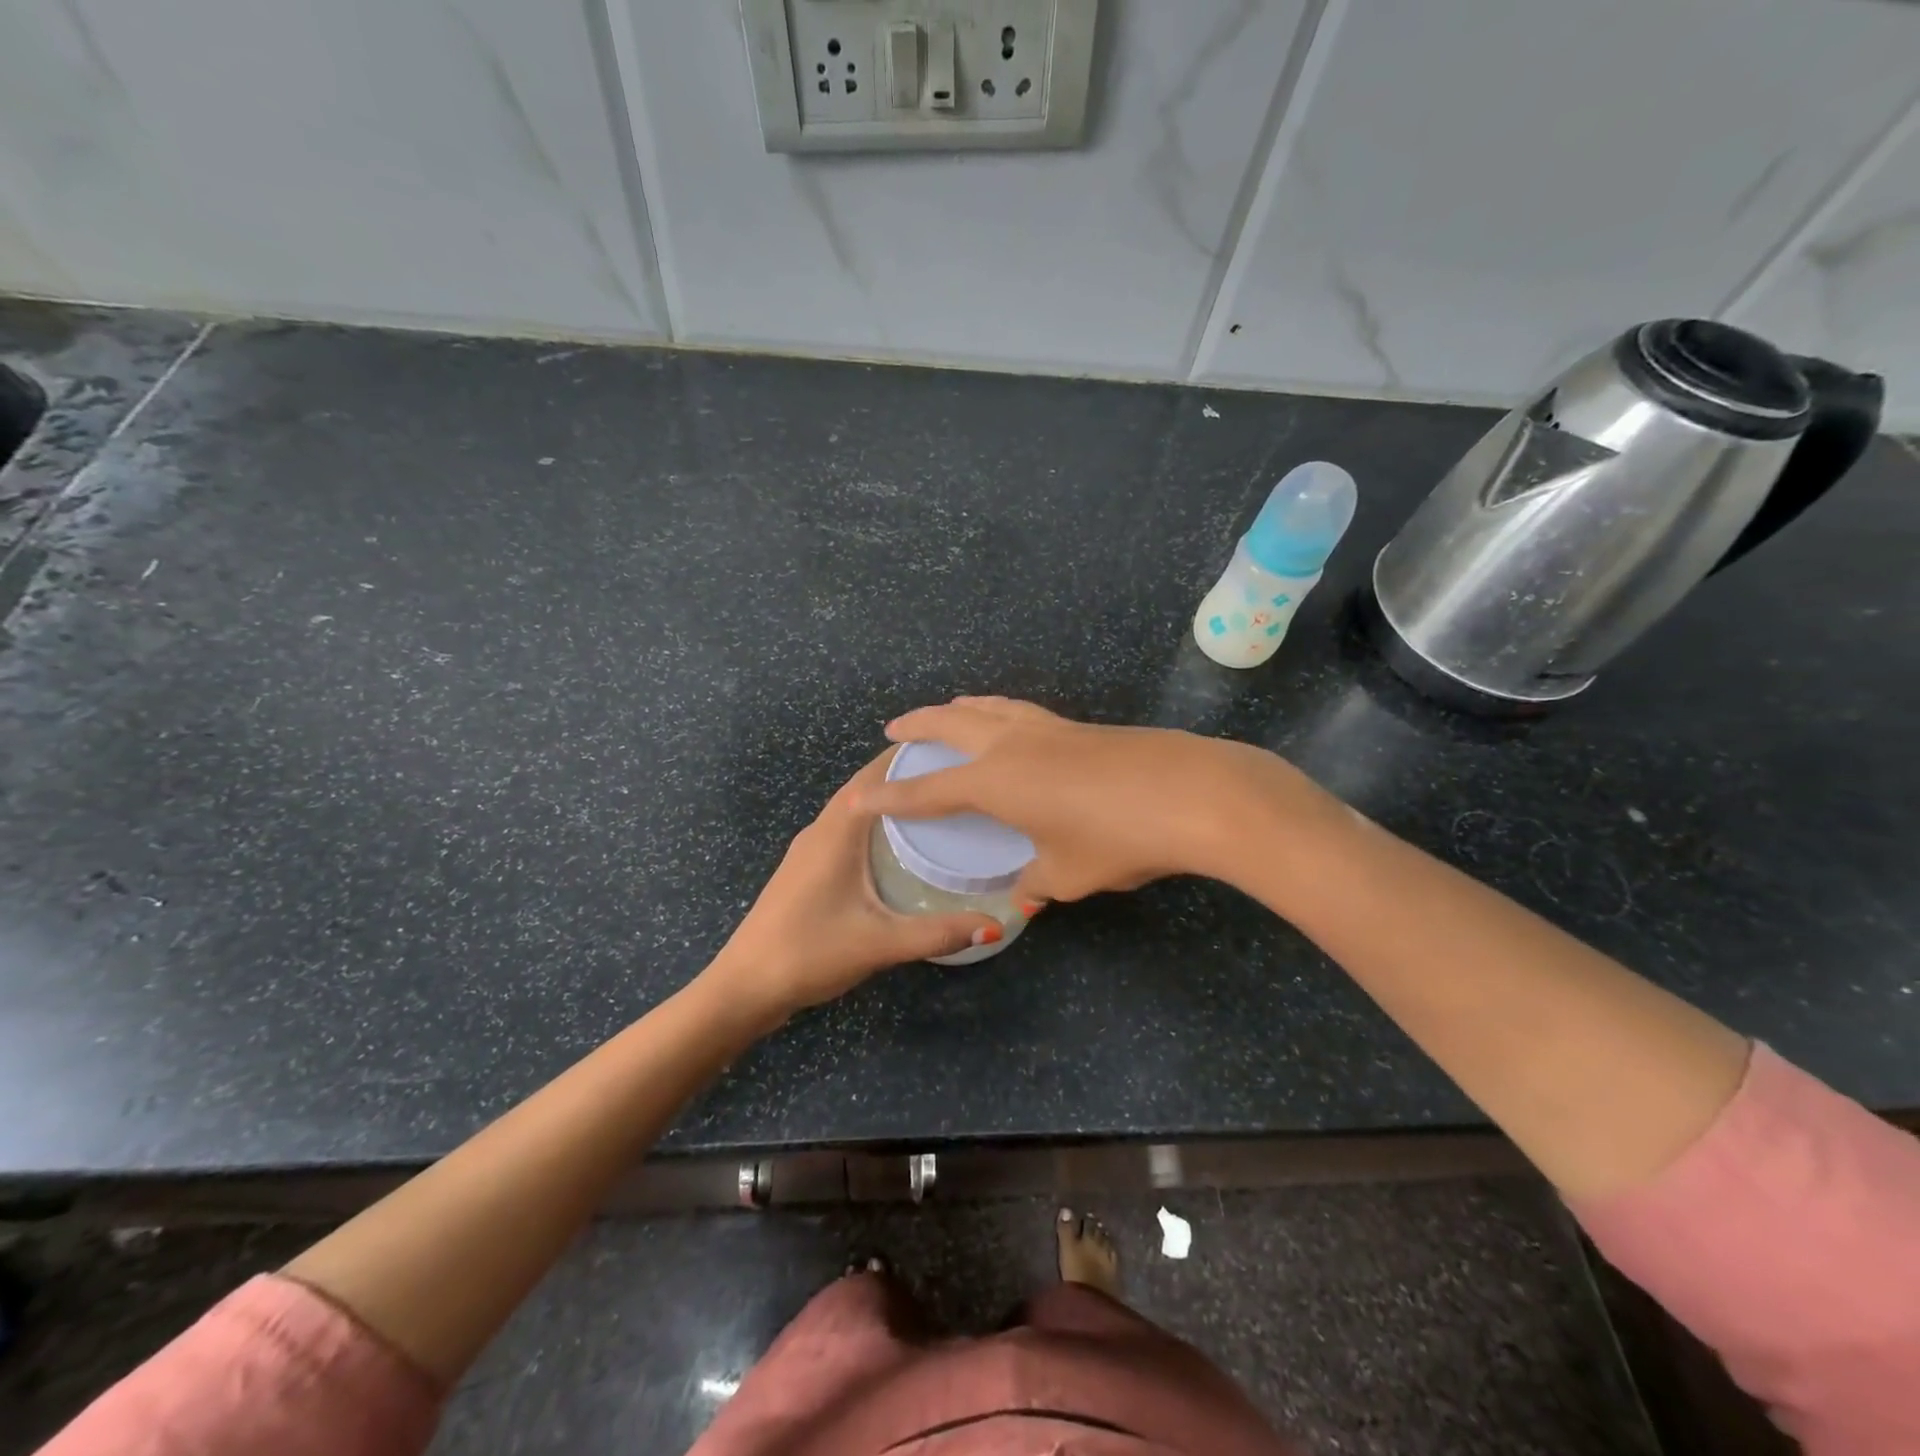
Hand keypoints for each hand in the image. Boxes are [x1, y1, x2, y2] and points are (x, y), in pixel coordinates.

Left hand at [702, 753, 1000, 1026]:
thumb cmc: (809, 953)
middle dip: (905, 779)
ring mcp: (808, 852)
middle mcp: (820, 831)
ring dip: (888, 803)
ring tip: (935, 808)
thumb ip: (938, 933)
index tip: (952, 753)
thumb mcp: (879, 943)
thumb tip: (995, 926)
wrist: (744, 988)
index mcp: (835, 832)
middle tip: (955, 781)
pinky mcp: (805, 872)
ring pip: (853, 812)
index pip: (874, 776)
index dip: (909, 758)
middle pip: (865, 789)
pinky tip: (898, 849)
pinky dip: (873, 828)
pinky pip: (846, 834)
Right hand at [860, 696, 1332, 901]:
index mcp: (996, 782)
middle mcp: (1012, 745)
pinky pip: (1021, 711)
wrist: (1192, 793)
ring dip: (960, 708)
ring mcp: (1048, 728)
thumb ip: (1036, 884)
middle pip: (952, 724)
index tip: (860, 799)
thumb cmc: (1118, 838)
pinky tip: (1010, 721)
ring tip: (947, 710)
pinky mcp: (1080, 725)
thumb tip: (1022, 896)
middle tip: (894, 729)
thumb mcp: (1070, 874)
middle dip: (918, 726)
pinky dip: (998, 710)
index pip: (929, 791)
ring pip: (990, 707)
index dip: (892, 798)